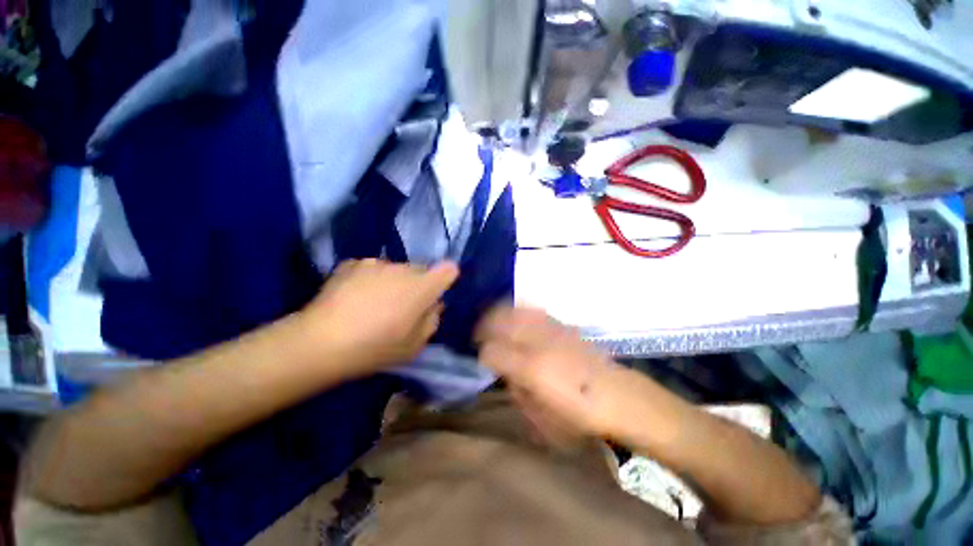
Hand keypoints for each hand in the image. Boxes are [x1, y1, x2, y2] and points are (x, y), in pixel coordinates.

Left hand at [304, 259, 458, 371]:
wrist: (321, 342)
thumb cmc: (375, 348)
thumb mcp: (415, 345)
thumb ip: (432, 320)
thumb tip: (434, 304)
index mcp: (422, 287)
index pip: (448, 270)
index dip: (446, 279)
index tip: (437, 293)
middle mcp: (403, 268)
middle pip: (421, 271)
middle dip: (417, 285)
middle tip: (401, 308)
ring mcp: (376, 263)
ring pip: (396, 269)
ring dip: (394, 282)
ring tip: (374, 304)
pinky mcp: (353, 263)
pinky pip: (373, 269)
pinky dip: (371, 279)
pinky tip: (355, 297)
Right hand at [475, 306, 627, 438]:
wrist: (617, 396)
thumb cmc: (578, 416)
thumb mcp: (541, 418)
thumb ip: (517, 392)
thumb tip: (506, 373)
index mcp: (530, 369)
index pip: (492, 352)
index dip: (483, 355)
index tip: (483, 359)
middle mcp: (537, 343)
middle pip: (500, 323)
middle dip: (485, 327)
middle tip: (480, 335)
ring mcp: (550, 330)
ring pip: (515, 311)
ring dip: (500, 314)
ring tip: (493, 320)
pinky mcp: (561, 325)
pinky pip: (534, 310)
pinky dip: (519, 310)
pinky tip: (516, 314)